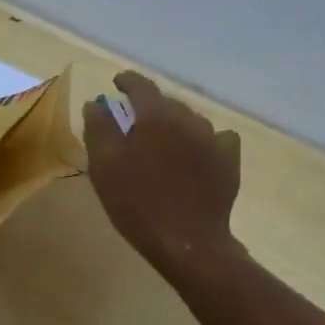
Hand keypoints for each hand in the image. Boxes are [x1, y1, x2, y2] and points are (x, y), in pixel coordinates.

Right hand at [82, 70, 242, 277]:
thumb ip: (98, 129)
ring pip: (190, 120)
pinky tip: (196, 154)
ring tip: (162, 141)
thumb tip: (95, 103)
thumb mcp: (104, 167)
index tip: (116, 83)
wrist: (187, 242)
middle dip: (149, 106)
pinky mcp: (229, 161)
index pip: (140, 86)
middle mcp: (188, 119)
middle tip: (134, 121)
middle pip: (166, 102)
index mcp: (156, 116)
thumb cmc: (137, 203)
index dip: (126, 81)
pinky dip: (202, 140)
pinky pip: (217, 138)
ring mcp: (213, 139)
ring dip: (174, 124)